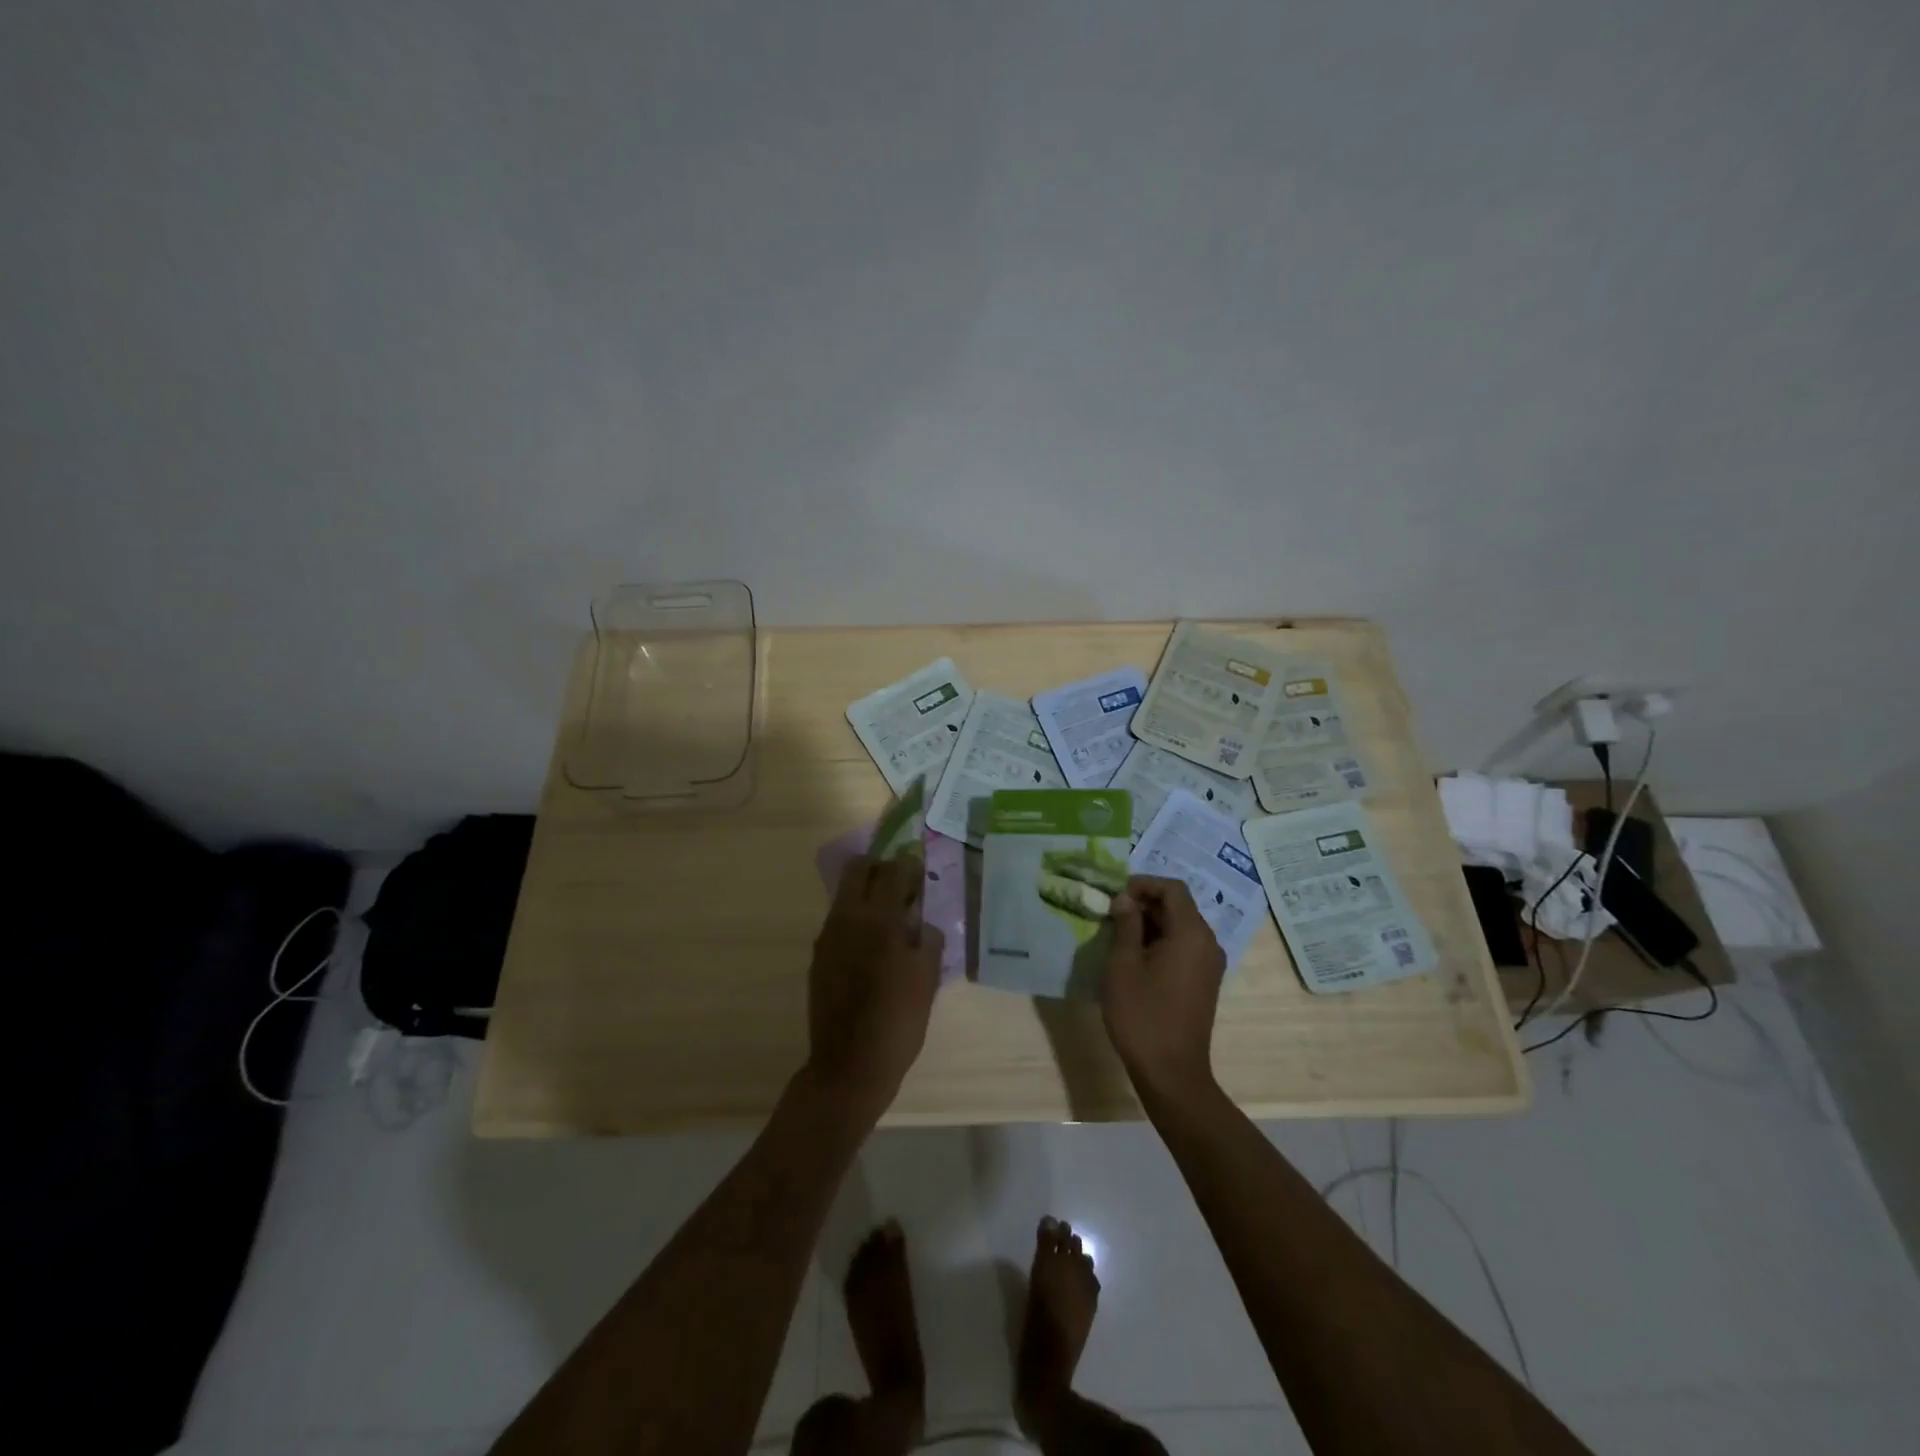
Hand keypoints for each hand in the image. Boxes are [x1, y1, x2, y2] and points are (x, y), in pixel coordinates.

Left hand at [804, 854, 943, 1117]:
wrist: (849, 1066)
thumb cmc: (898, 1022)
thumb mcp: (927, 979)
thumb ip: (928, 939)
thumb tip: (921, 922)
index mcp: (879, 920)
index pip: (893, 870)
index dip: (909, 865)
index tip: (921, 872)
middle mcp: (848, 918)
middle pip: (859, 869)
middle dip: (881, 868)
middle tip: (901, 887)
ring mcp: (828, 936)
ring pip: (845, 894)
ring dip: (866, 894)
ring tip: (889, 920)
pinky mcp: (818, 956)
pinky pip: (838, 921)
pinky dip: (855, 919)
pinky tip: (871, 948)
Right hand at [1103, 876, 1225, 1099]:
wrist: (1171, 1072)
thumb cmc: (1142, 1014)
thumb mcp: (1123, 964)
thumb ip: (1126, 925)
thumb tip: (1126, 900)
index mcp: (1191, 933)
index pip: (1173, 889)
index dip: (1143, 884)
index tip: (1116, 895)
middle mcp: (1208, 943)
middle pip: (1179, 906)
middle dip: (1145, 903)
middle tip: (1111, 914)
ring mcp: (1210, 964)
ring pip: (1180, 927)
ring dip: (1151, 923)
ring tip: (1119, 935)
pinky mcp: (1205, 981)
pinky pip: (1184, 947)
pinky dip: (1161, 941)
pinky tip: (1136, 958)